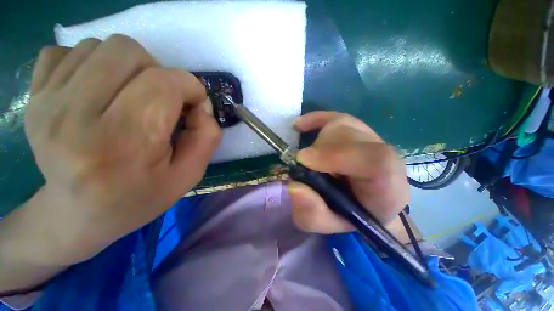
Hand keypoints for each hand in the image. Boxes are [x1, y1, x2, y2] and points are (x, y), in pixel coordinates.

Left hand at [24, 35, 220, 261]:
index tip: (194, 103)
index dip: (189, 88)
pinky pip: (67, 51)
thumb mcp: (187, 174)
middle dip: (160, 73)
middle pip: (131, 54)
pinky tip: (94, 91)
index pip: (166, 83)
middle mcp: (79, 114)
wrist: (75, 216)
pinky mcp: (36, 95)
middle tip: (163, 99)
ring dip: (128, 68)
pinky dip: (89, 64)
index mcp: (122, 142)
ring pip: (102, 47)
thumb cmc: (138, 200)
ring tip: (130, 97)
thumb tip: (201, 105)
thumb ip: (204, 135)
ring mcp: (48, 101)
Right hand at [287, 112, 408, 233]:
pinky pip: (335, 117)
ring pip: (340, 125)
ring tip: (309, 160)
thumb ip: (312, 214)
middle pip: (350, 137)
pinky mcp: (358, 129)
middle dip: (319, 150)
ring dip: (317, 142)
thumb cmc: (349, 217)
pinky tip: (300, 126)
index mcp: (388, 187)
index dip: (336, 155)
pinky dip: (315, 119)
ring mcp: (373, 138)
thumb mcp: (327, 224)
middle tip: (303, 166)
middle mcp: (386, 157)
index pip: (375, 160)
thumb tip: (294, 186)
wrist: (367, 204)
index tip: (304, 160)